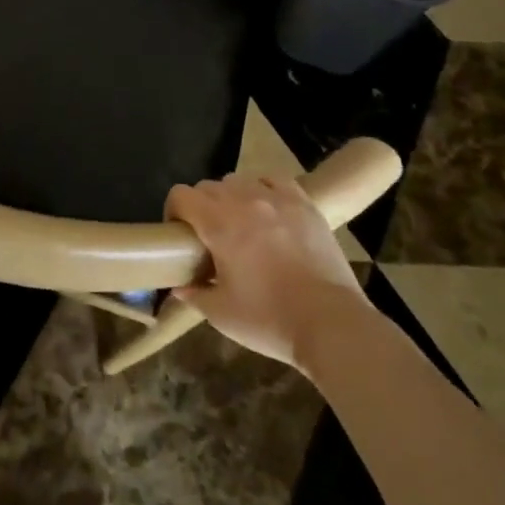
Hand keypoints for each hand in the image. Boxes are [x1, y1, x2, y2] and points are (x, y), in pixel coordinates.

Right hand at [166, 174, 366, 366]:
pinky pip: (274, 180)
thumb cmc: (270, 320)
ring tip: (241, 224)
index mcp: (219, 224)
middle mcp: (244, 201)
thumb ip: (195, 294)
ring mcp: (277, 199)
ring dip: (231, 197)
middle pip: (208, 187)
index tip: (178, 234)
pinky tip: (268, 210)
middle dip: (201, 207)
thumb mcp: (222, 314)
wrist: (331, 324)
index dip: (173, 210)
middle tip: (209, 237)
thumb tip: (179, 286)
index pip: (182, 195)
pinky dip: (264, 189)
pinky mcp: (304, 204)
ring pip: (239, 180)